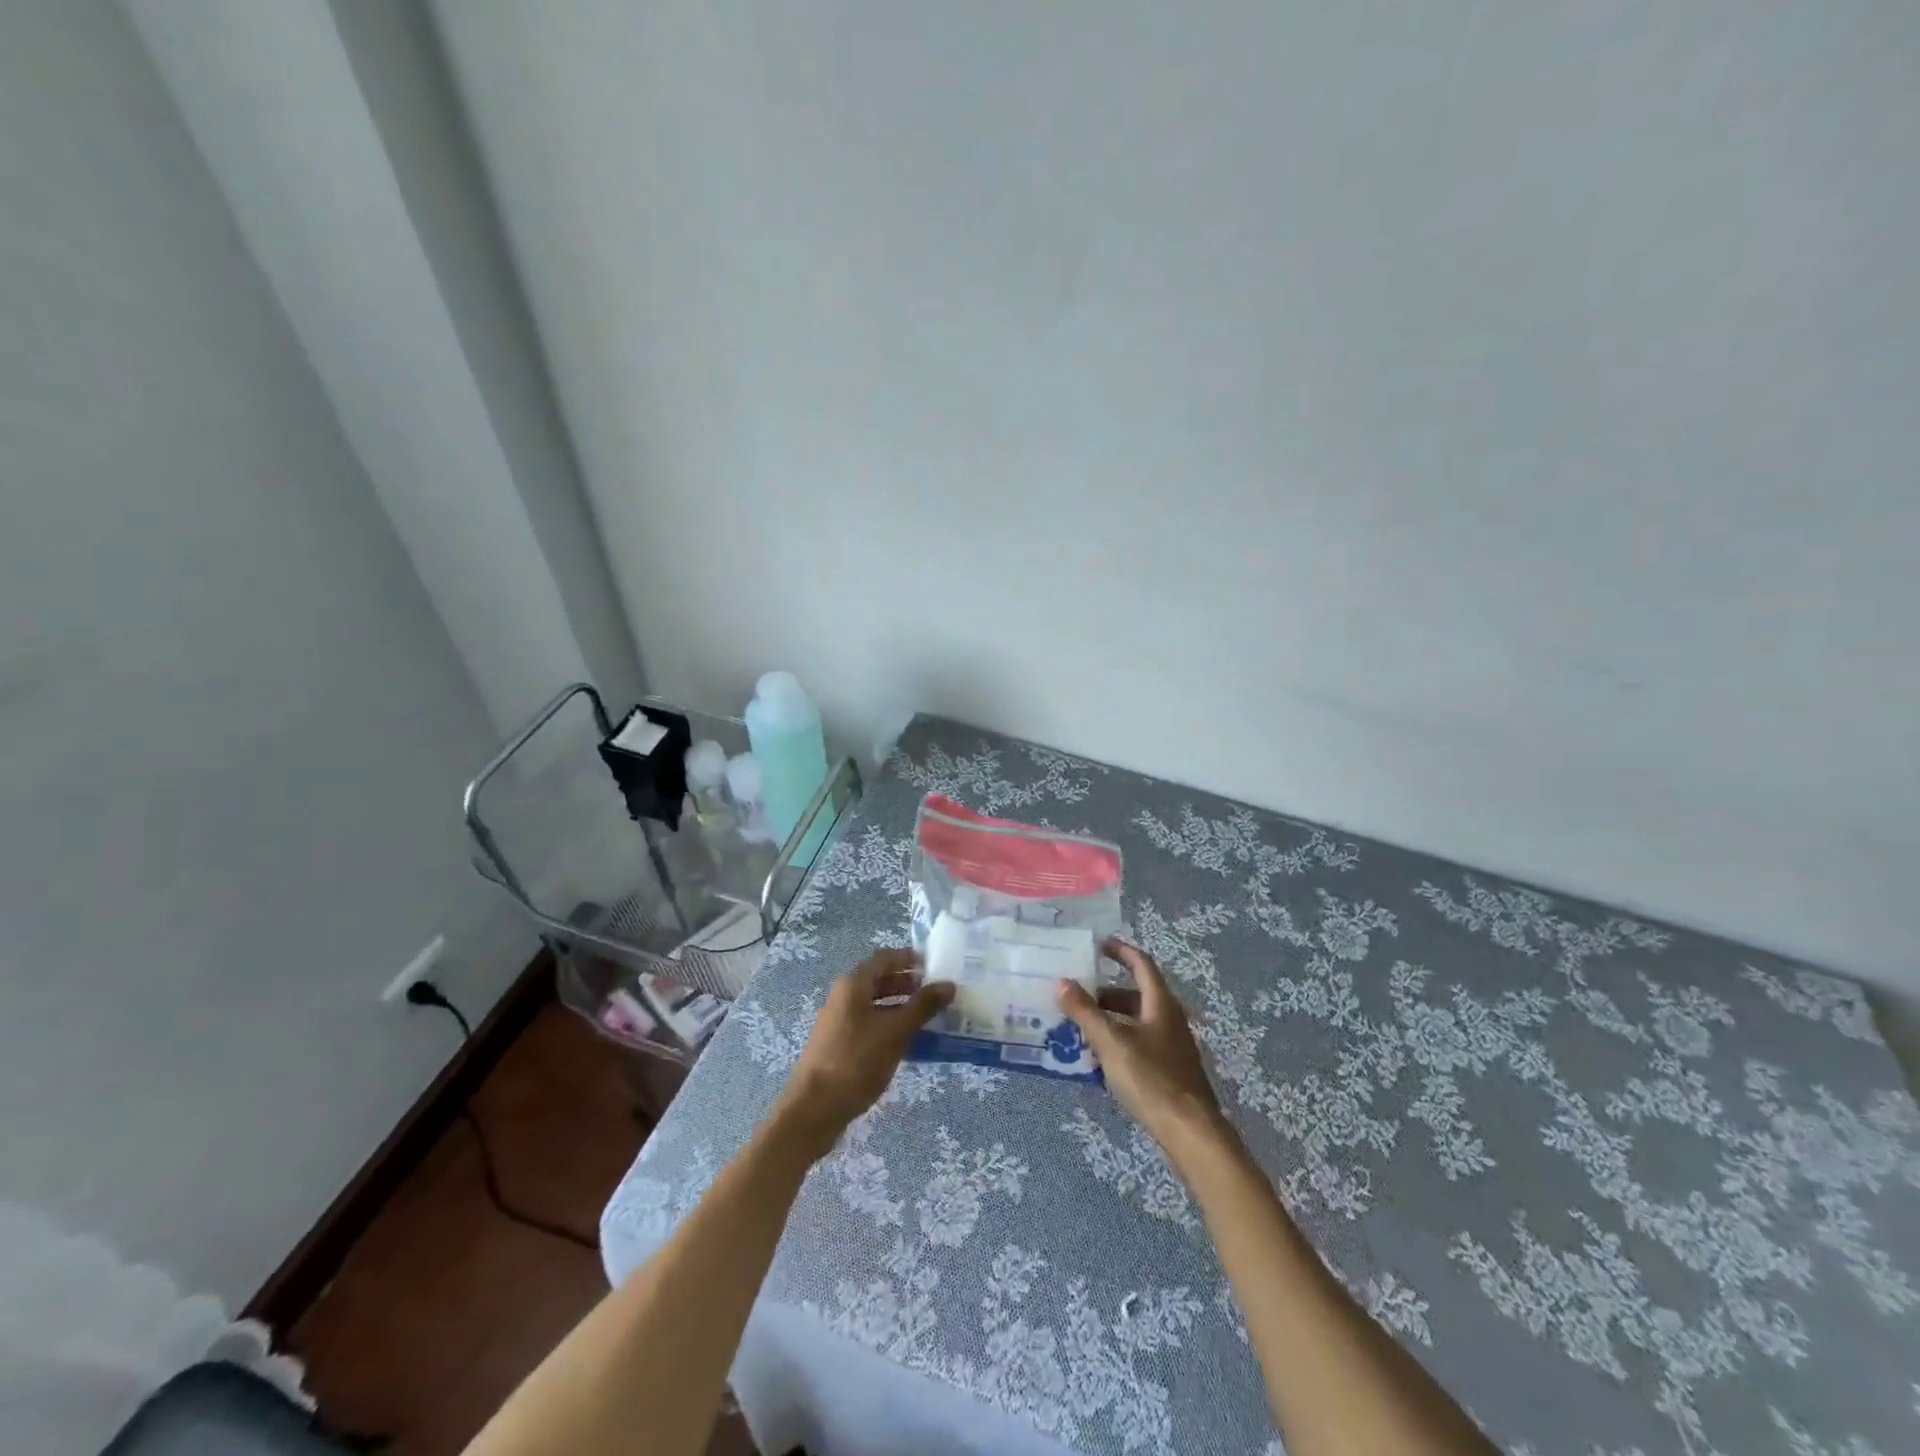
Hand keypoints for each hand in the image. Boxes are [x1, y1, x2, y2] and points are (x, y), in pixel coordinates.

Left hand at [771, 948, 952, 1158]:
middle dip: (907, 983)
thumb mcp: (895, 1031)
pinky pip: (870, 1023)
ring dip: (900, 1005)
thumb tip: (948, 984)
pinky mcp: (840, 1044)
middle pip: (879, 980)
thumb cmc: (856, 1061)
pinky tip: (908, 1041)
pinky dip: (889, 1024)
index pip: (885, 958)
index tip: (935, 964)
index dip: (909, 958)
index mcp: (853, 984)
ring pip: (875, 1003)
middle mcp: (844, 996)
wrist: (814, 1108)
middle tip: (936, 991)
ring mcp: (840, 1021)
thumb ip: (922, 1006)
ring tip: (928, 1016)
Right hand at [1057, 939, 1229, 1151]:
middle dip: (1105, 993)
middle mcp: (1169, 1019)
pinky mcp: (1169, 1071)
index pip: (1140, 964)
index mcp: (1160, 1003)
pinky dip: (1117, 1041)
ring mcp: (1171, 1046)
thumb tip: (1061, 981)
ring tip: (1079, 1027)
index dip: (1120, 951)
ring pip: (1135, 1022)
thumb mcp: (1111, 1042)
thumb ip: (1085, 1011)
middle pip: (1135, 995)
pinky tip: (1098, 1059)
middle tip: (1076, 995)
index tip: (1097, 945)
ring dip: (1109, 1019)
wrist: (1190, 1132)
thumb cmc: (1151, 1078)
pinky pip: (1138, 1044)